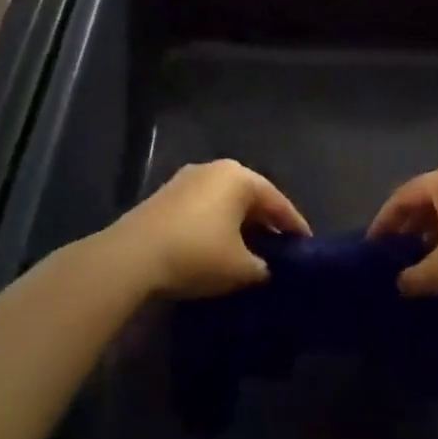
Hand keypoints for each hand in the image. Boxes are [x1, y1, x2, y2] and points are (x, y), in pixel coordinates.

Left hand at [111, 159, 309, 297]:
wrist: (131, 258)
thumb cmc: (197, 254)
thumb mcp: (241, 269)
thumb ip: (263, 267)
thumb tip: (264, 267)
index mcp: (240, 177)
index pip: (278, 202)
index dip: (294, 227)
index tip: (307, 246)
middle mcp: (214, 169)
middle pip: (250, 197)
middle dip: (265, 223)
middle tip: (280, 248)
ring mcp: (186, 179)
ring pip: (224, 202)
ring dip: (238, 224)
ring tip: (250, 250)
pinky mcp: (164, 196)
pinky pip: (202, 208)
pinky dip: (215, 225)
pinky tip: (217, 247)